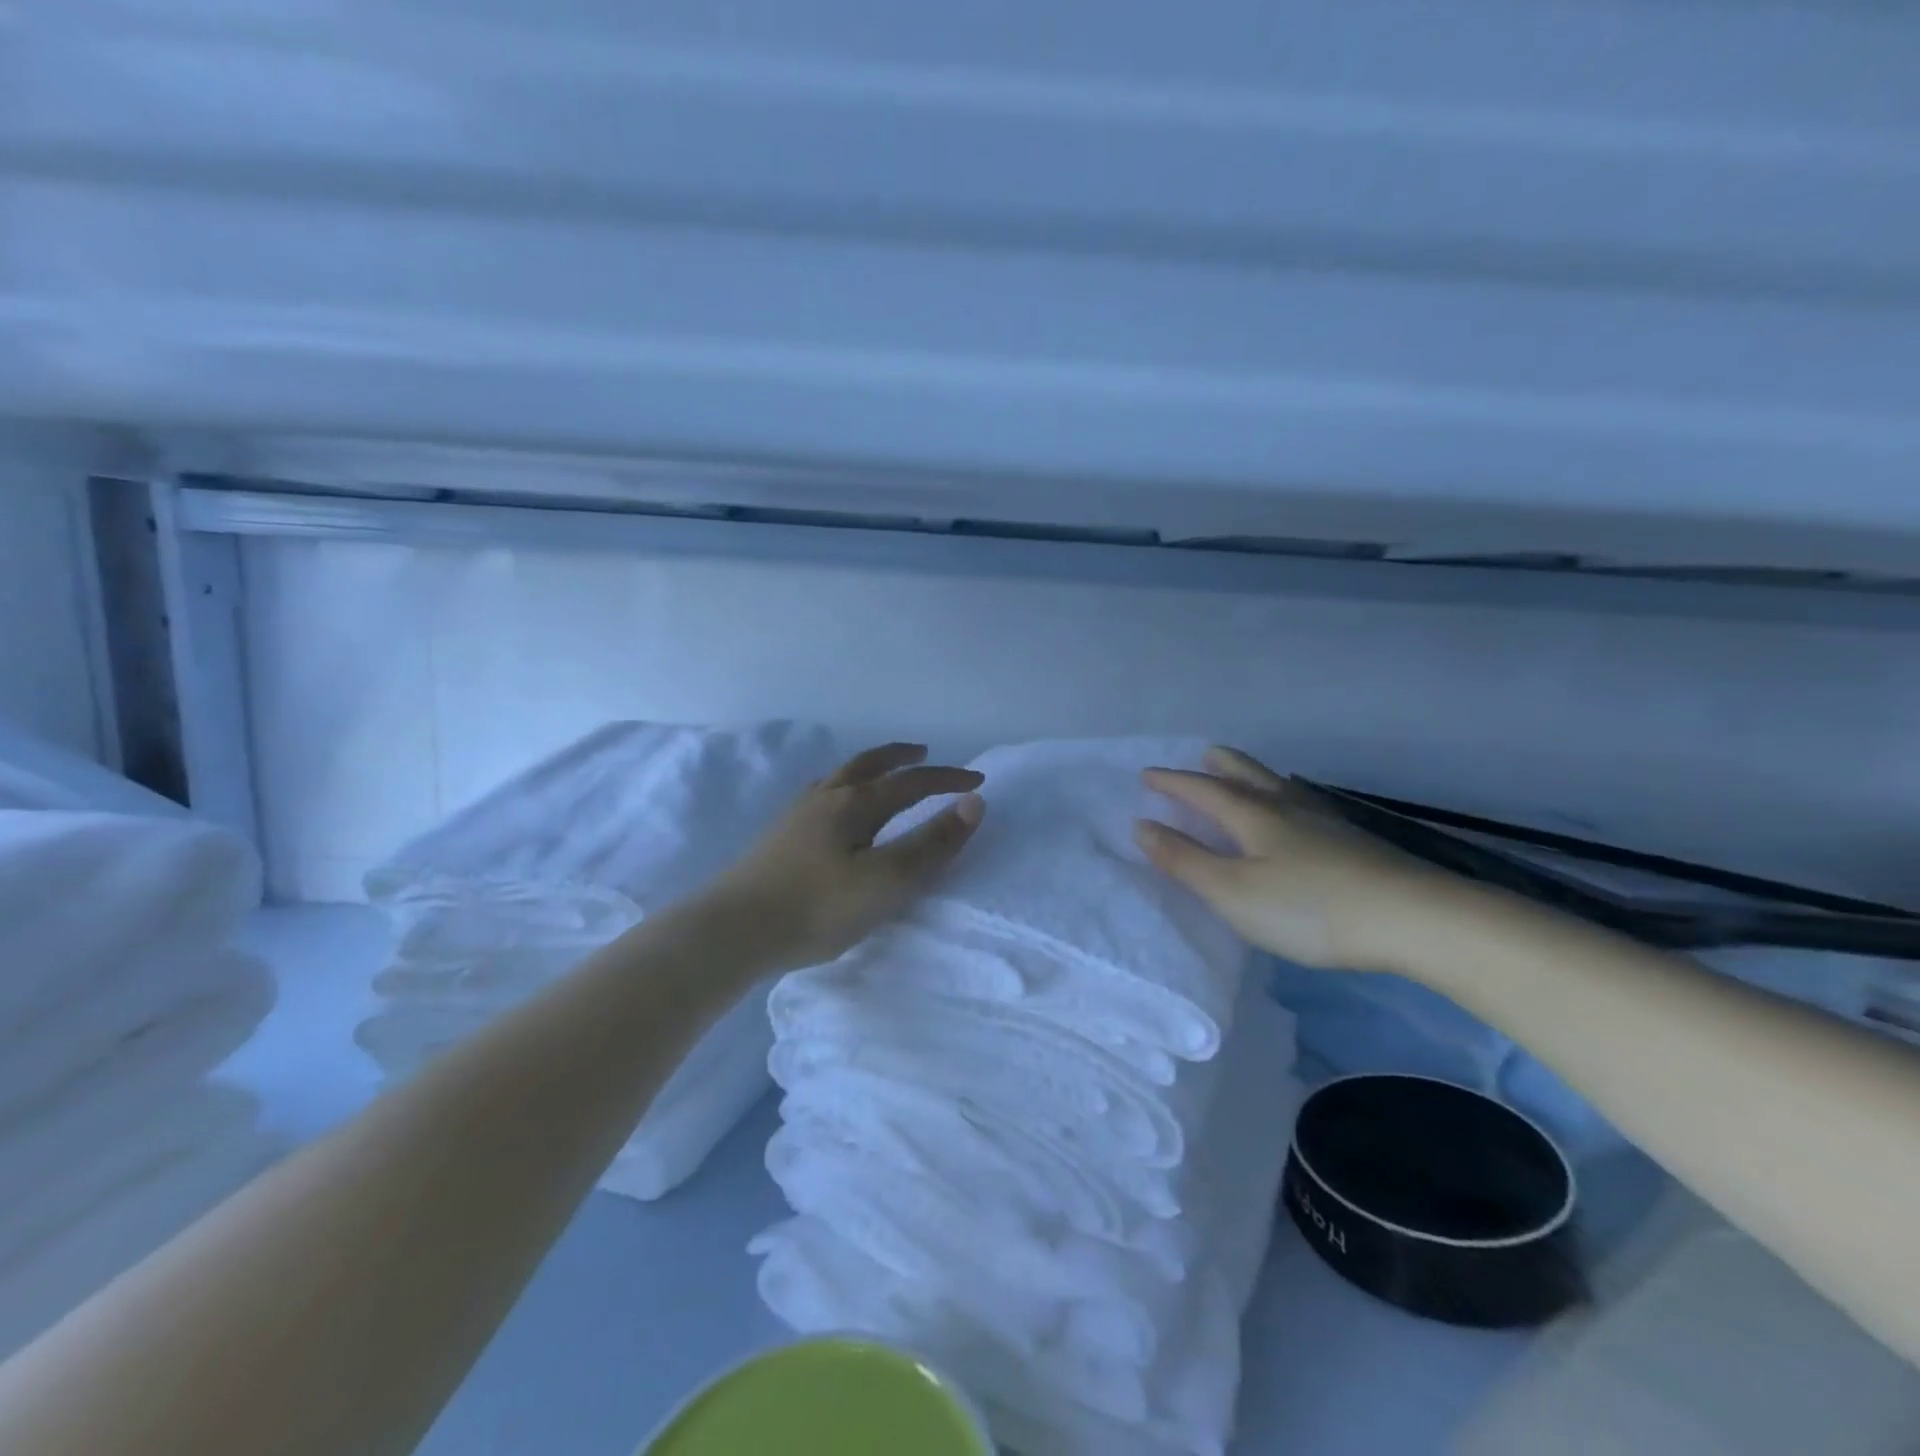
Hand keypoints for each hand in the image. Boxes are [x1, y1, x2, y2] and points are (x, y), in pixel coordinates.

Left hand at [703, 743, 984, 971]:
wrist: (734, 929)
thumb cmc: (818, 908)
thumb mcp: (888, 881)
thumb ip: (931, 843)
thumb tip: (973, 803)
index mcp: (856, 804)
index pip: (912, 782)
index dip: (947, 780)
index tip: (977, 782)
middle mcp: (826, 797)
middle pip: (869, 765)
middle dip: (901, 758)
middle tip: (923, 753)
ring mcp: (797, 815)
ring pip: (840, 777)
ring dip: (868, 769)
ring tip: (880, 774)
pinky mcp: (779, 836)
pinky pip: (820, 796)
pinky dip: (841, 789)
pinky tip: (833, 811)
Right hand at [1137, 747, 1451, 971]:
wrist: (1415, 919)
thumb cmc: (1309, 908)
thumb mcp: (1233, 892)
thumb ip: (1185, 860)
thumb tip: (1142, 825)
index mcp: (1253, 816)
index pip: (1203, 790)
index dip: (1172, 782)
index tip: (1147, 775)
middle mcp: (1287, 808)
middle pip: (1247, 775)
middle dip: (1218, 766)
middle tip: (1201, 755)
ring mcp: (1326, 822)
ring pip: (1281, 787)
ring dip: (1254, 776)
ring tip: (1245, 775)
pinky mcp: (1355, 842)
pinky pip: (1305, 804)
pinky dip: (1286, 797)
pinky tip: (1299, 813)